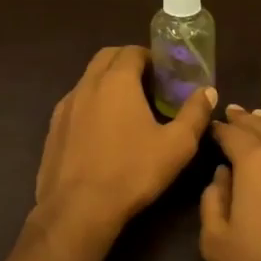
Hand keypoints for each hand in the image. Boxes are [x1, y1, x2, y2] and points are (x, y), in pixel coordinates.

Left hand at [35, 47, 216, 232]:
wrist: (78, 209)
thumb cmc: (132, 172)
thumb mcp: (177, 146)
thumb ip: (194, 114)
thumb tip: (207, 91)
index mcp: (116, 81)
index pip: (132, 51)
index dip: (151, 57)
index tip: (165, 74)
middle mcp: (87, 85)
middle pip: (106, 57)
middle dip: (127, 62)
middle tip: (148, 84)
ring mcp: (65, 106)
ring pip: (88, 80)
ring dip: (107, 82)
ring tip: (126, 108)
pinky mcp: (53, 129)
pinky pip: (75, 103)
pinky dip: (91, 104)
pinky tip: (102, 131)